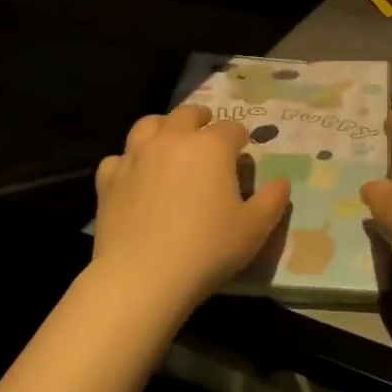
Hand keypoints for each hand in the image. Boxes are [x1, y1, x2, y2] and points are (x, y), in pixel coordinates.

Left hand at [93, 105, 291, 307]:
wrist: (142, 277)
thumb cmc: (207, 249)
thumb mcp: (254, 229)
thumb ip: (273, 200)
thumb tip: (281, 182)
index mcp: (211, 147)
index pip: (232, 128)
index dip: (240, 138)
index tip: (242, 152)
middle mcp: (172, 140)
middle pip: (187, 114)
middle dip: (202, 120)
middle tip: (207, 136)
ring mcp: (136, 156)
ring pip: (149, 125)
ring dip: (163, 128)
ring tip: (170, 142)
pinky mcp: (109, 178)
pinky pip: (119, 157)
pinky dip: (129, 160)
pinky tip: (135, 176)